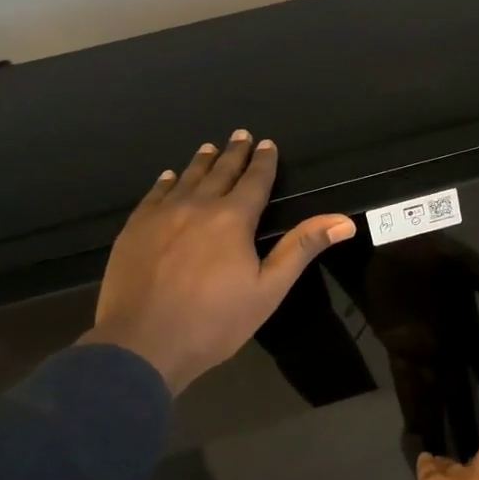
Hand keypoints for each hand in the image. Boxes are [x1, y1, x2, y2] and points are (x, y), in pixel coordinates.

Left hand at [82, 131, 356, 393]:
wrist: (142, 344)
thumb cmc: (214, 321)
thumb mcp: (268, 289)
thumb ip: (302, 248)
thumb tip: (344, 221)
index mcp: (233, 218)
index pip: (254, 180)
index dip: (263, 161)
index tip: (267, 144)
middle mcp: (198, 206)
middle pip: (220, 172)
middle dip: (234, 153)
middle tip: (241, 134)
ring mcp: (162, 215)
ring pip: (186, 178)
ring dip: (202, 162)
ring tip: (210, 148)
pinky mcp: (135, 229)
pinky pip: (154, 194)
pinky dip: (166, 181)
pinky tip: (169, 177)